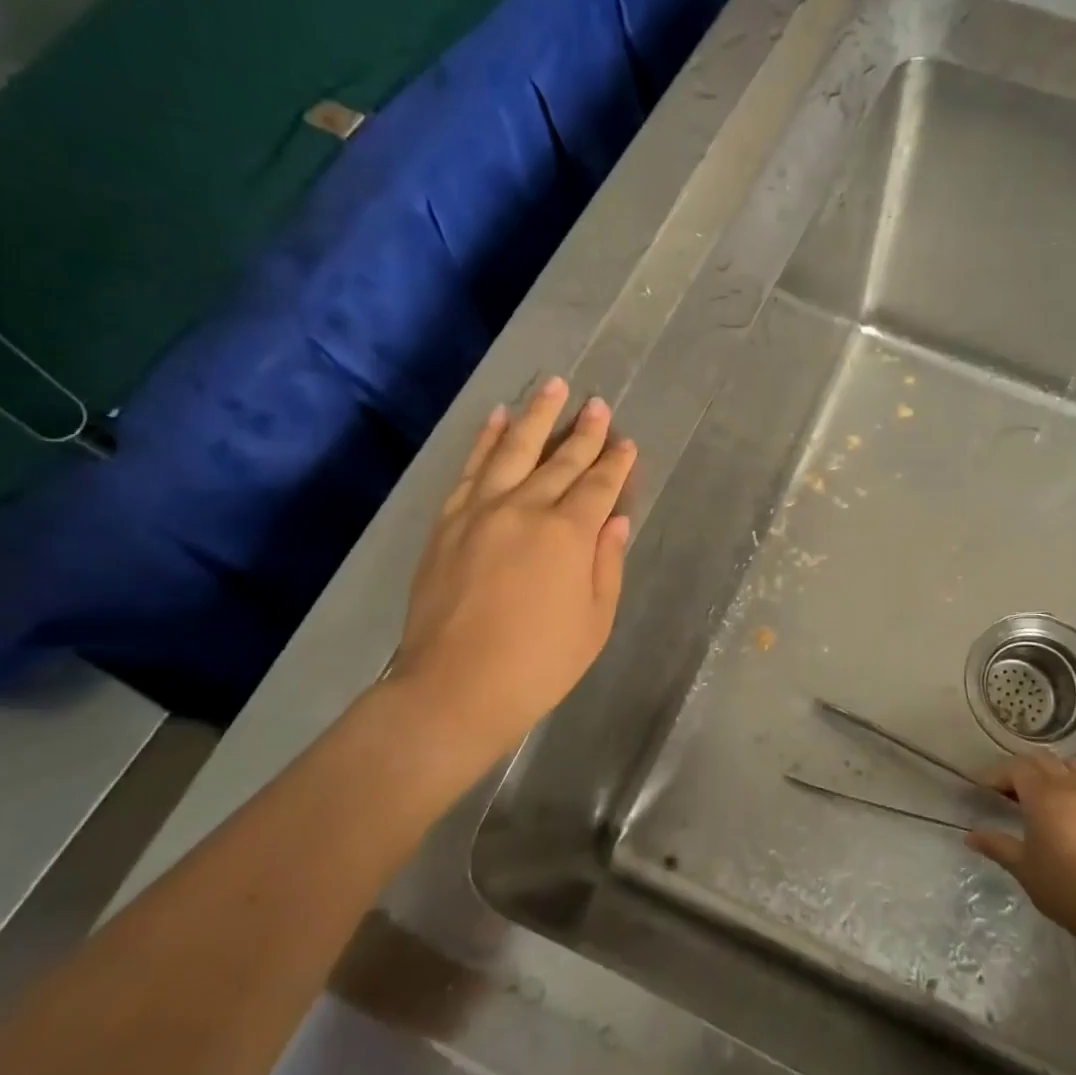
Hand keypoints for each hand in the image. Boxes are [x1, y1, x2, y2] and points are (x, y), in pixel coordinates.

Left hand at [385, 377, 635, 766]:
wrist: (454, 689)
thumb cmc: (539, 663)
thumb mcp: (594, 621)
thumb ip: (607, 563)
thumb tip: (615, 519)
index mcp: (568, 534)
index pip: (599, 485)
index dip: (616, 462)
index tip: (627, 442)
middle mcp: (526, 509)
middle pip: (561, 459)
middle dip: (584, 430)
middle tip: (598, 403)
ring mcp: (481, 511)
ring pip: (514, 449)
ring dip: (536, 416)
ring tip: (552, 386)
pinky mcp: (448, 522)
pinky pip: (470, 469)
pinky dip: (486, 440)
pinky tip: (498, 419)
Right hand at [966, 754, 1075, 941]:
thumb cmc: (1060, 884)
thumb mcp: (1021, 866)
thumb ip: (996, 845)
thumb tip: (970, 835)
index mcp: (1042, 796)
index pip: (1016, 767)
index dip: (997, 774)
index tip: (984, 790)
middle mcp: (1067, 789)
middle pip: (1042, 760)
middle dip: (1020, 768)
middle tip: (1005, 790)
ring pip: (1069, 766)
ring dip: (1051, 769)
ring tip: (1038, 789)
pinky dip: (1072, 785)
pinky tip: (1064, 807)